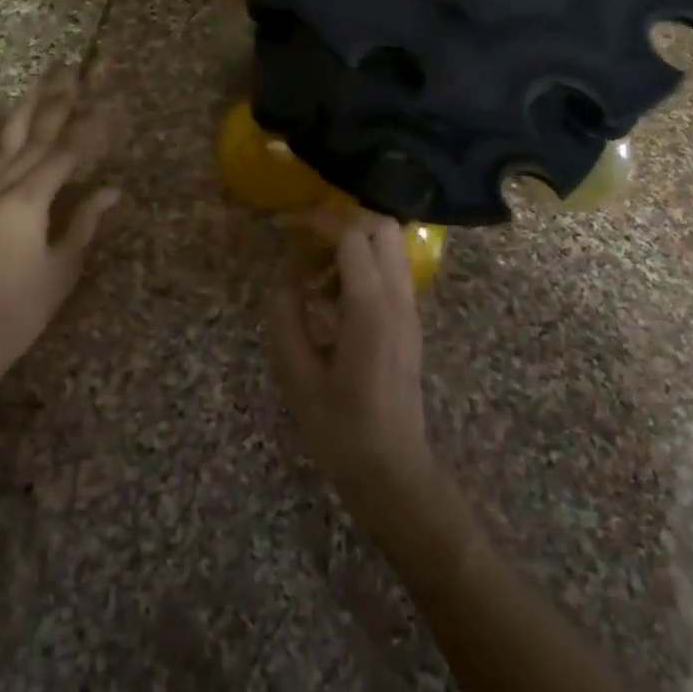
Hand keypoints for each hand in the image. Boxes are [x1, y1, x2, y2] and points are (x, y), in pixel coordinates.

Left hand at [0, 66, 119, 380]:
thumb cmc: (20, 310)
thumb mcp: (62, 268)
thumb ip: (85, 223)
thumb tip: (112, 190)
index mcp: (29, 202)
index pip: (66, 154)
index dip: (90, 130)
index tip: (109, 107)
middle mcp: (2, 189)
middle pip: (35, 137)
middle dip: (58, 102)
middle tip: (74, 71)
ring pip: (5, 143)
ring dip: (24, 109)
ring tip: (39, 80)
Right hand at [267, 209, 436, 528]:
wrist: (392, 471)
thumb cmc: (339, 428)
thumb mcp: (295, 372)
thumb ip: (286, 310)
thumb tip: (285, 268)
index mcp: (371, 309)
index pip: (351, 234)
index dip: (315, 221)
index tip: (283, 227)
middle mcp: (398, 298)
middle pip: (380, 225)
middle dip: (339, 220)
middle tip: (302, 241)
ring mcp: (409, 308)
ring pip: (389, 243)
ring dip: (351, 242)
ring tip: (313, 274)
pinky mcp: (409, 319)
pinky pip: (389, 268)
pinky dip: (360, 263)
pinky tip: (329, 297)